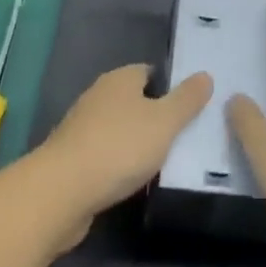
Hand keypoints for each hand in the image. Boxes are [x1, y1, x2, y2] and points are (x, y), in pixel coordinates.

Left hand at [33, 64, 212, 246]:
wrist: (60, 193)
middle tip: (182, 137)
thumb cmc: (118, 147)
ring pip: (119, 129)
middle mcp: (99, 96)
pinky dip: (118, 164)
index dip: (171, 87)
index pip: (151, 72)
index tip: (190, 108)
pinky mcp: (71, 159)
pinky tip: (132, 181)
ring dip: (135, 143)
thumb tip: (205, 75)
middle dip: (155, 116)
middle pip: (134, 100)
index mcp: (120, 79)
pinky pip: (104, 154)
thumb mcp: (165, 122)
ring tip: (162, 162)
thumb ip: (187, 99)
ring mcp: (81, 128)